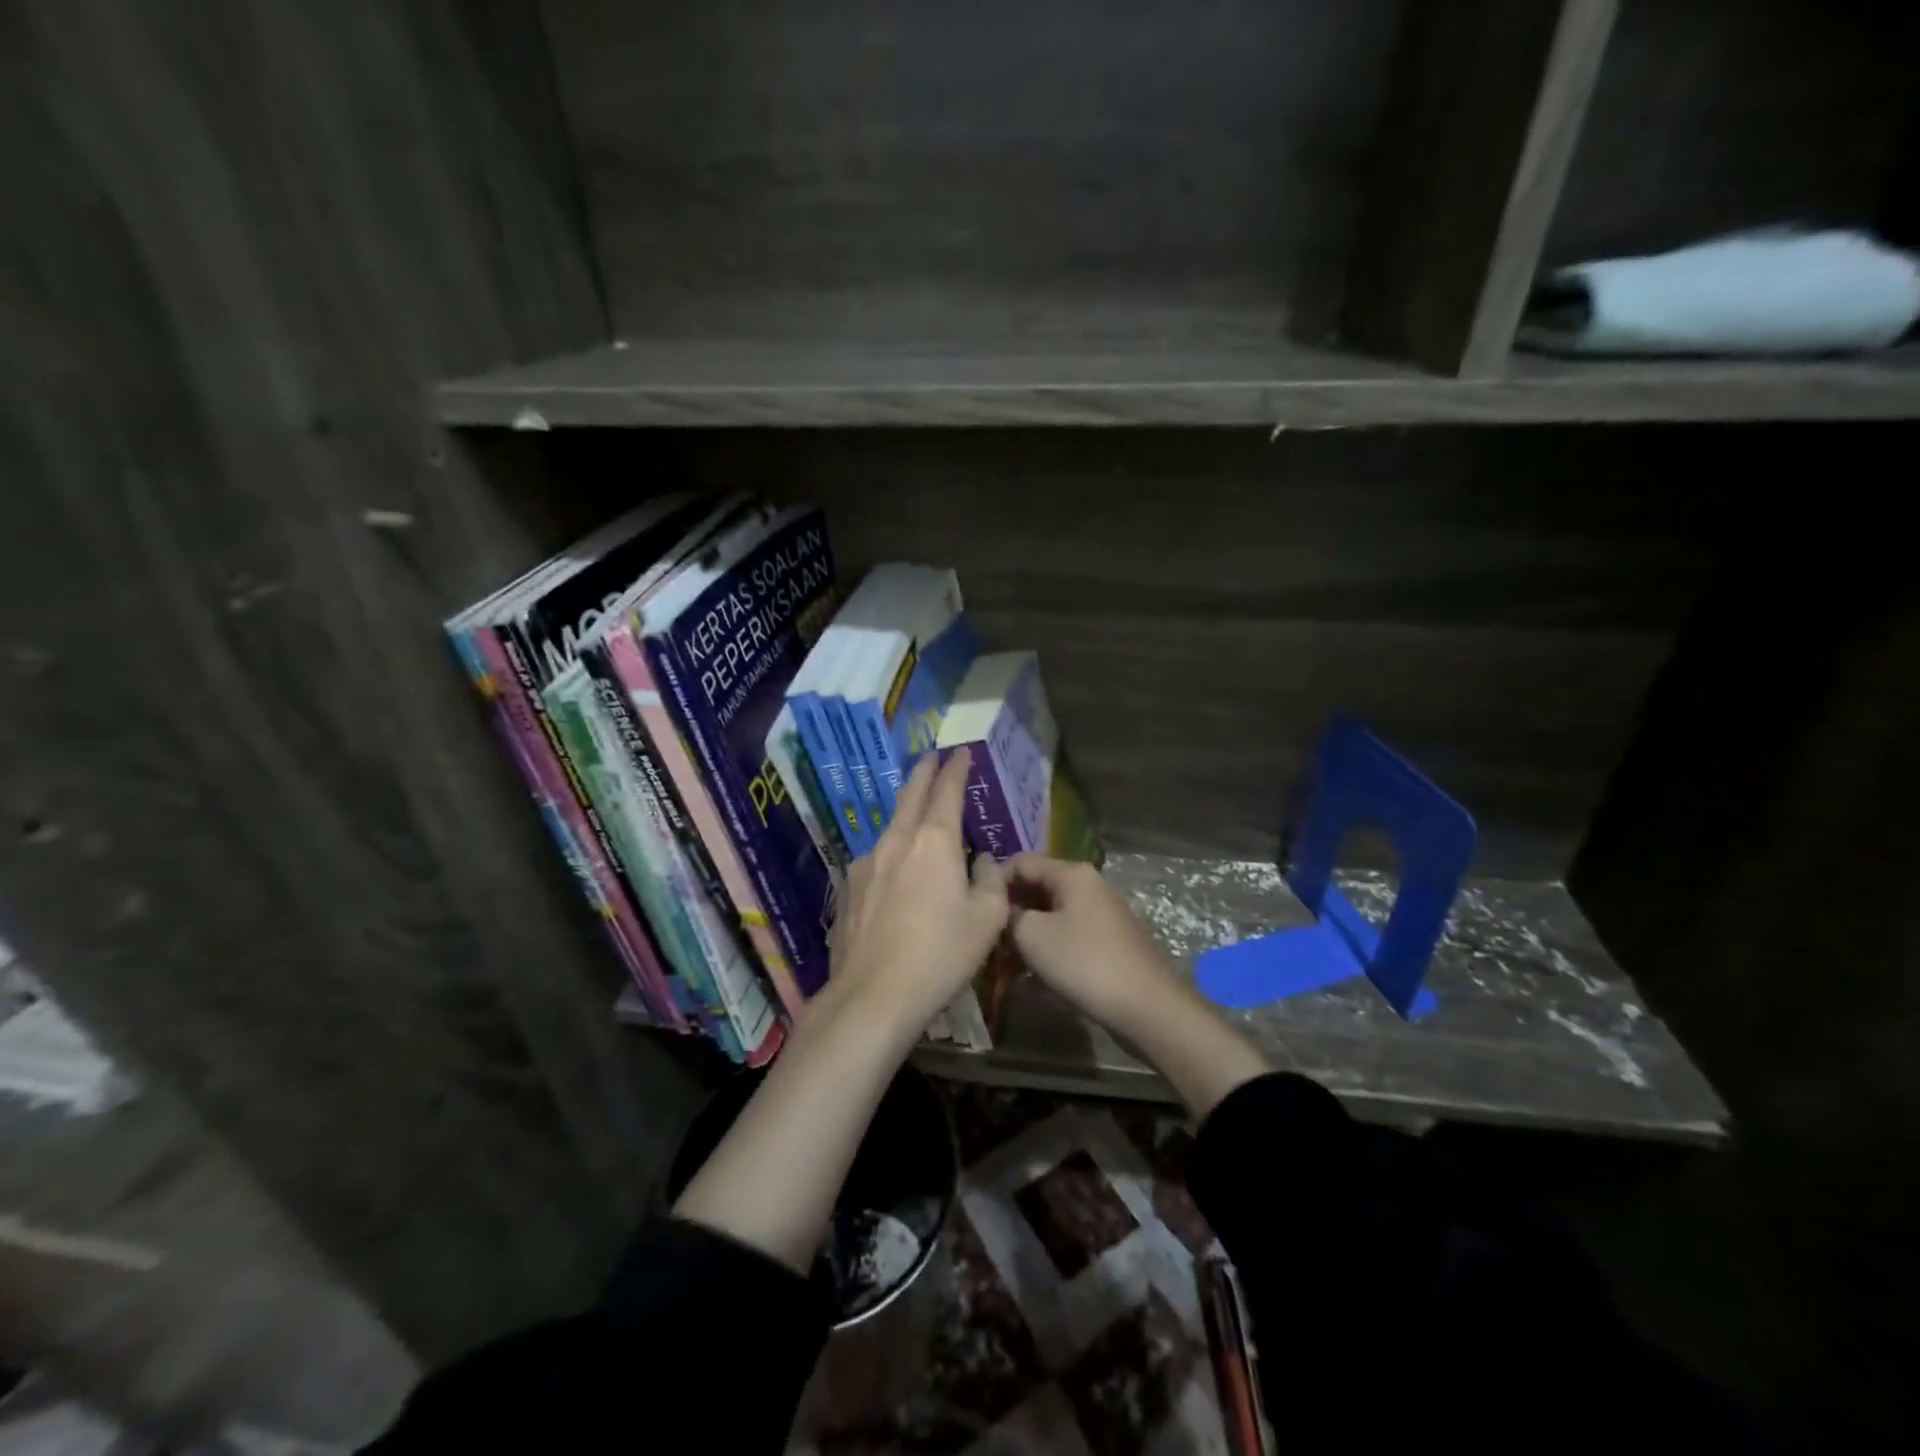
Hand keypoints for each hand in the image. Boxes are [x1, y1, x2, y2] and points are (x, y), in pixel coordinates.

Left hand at [821, 748, 1010, 1041]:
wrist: (874, 995)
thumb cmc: (941, 954)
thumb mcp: (987, 920)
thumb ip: (991, 881)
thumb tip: (982, 861)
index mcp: (934, 841)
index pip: (946, 790)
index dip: (956, 769)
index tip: (961, 753)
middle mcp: (896, 841)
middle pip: (911, 795)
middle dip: (924, 773)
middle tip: (932, 758)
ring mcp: (866, 864)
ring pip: (892, 827)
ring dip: (907, 814)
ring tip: (919, 816)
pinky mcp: (849, 889)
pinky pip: (878, 859)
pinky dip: (893, 852)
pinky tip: (898, 872)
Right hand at [1004, 854, 1180, 1034]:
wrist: (1145, 1007)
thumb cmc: (1083, 963)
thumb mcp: (1032, 936)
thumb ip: (1008, 915)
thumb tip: (1002, 912)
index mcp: (1072, 874)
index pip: (1021, 862)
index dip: (994, 882)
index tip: (975, 910)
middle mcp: (1090, 886)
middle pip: (1037, 889)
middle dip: (1011, 914)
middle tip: (988, 941)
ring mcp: (1103, 915)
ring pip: (1052, 917)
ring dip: (1028, 938)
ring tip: (1008, 966)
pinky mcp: (1110, 944)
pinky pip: (1069, 939)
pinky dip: (1050, 953)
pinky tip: (1037, 981)